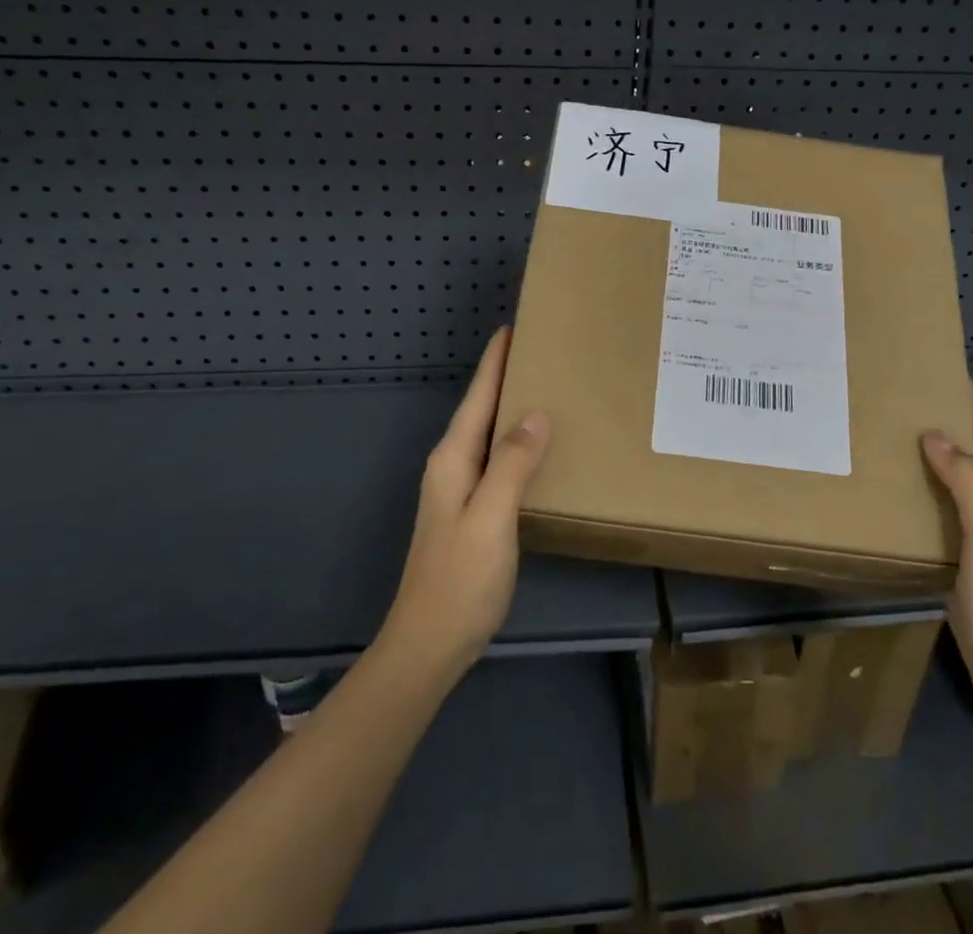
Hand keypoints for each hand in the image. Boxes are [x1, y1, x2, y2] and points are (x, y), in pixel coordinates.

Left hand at [376, 327, 549, 684]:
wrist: (428, 645)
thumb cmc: (460, 579)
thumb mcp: (491, 518)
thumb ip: (513, 464)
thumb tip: (536, 413)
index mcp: (453, 459)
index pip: (477, 397)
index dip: (494, 363)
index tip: (511, 328)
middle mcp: (452, 466)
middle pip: (481, 410)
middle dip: (505, 378)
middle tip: (541, 351)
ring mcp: (458, 490)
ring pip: (489, 434)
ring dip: (511, 408)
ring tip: (544, 387)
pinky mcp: (470, 511)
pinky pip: (496, 460)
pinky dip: (515, 441)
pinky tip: (536, 447)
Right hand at [922, 392, 972, 738]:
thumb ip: (968, 480)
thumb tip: (934, 434)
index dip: (964, 400)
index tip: (930, 368)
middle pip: (969, 451)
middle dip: (938, 422)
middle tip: (892, 397)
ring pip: (952, 478)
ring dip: (926, 455)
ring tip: (885, 431)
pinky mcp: (965, 552)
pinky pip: (941, 506)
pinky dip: (921, 488)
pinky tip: (894, 483)